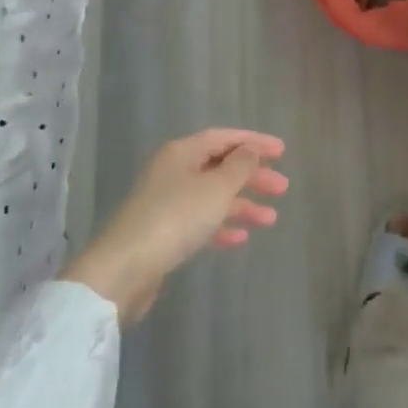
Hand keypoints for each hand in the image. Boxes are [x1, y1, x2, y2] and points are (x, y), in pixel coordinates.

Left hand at [64, 129, 288, 322]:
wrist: (124, 269)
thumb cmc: (175, 218)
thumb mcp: (216, 188)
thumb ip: (239, 166)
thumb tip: (250, 150)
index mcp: (182, 152)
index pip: (224, 138)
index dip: (254, 142)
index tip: (282, 152)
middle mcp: (173, 171)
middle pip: (219, 166)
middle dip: (252, 176)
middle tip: (282, 188)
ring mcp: (166, 202)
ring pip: (212, 196)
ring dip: (242, 204)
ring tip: (271, 219)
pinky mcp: (163, 232)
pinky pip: (200, 221)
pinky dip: (221, 225)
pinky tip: (241, 238)